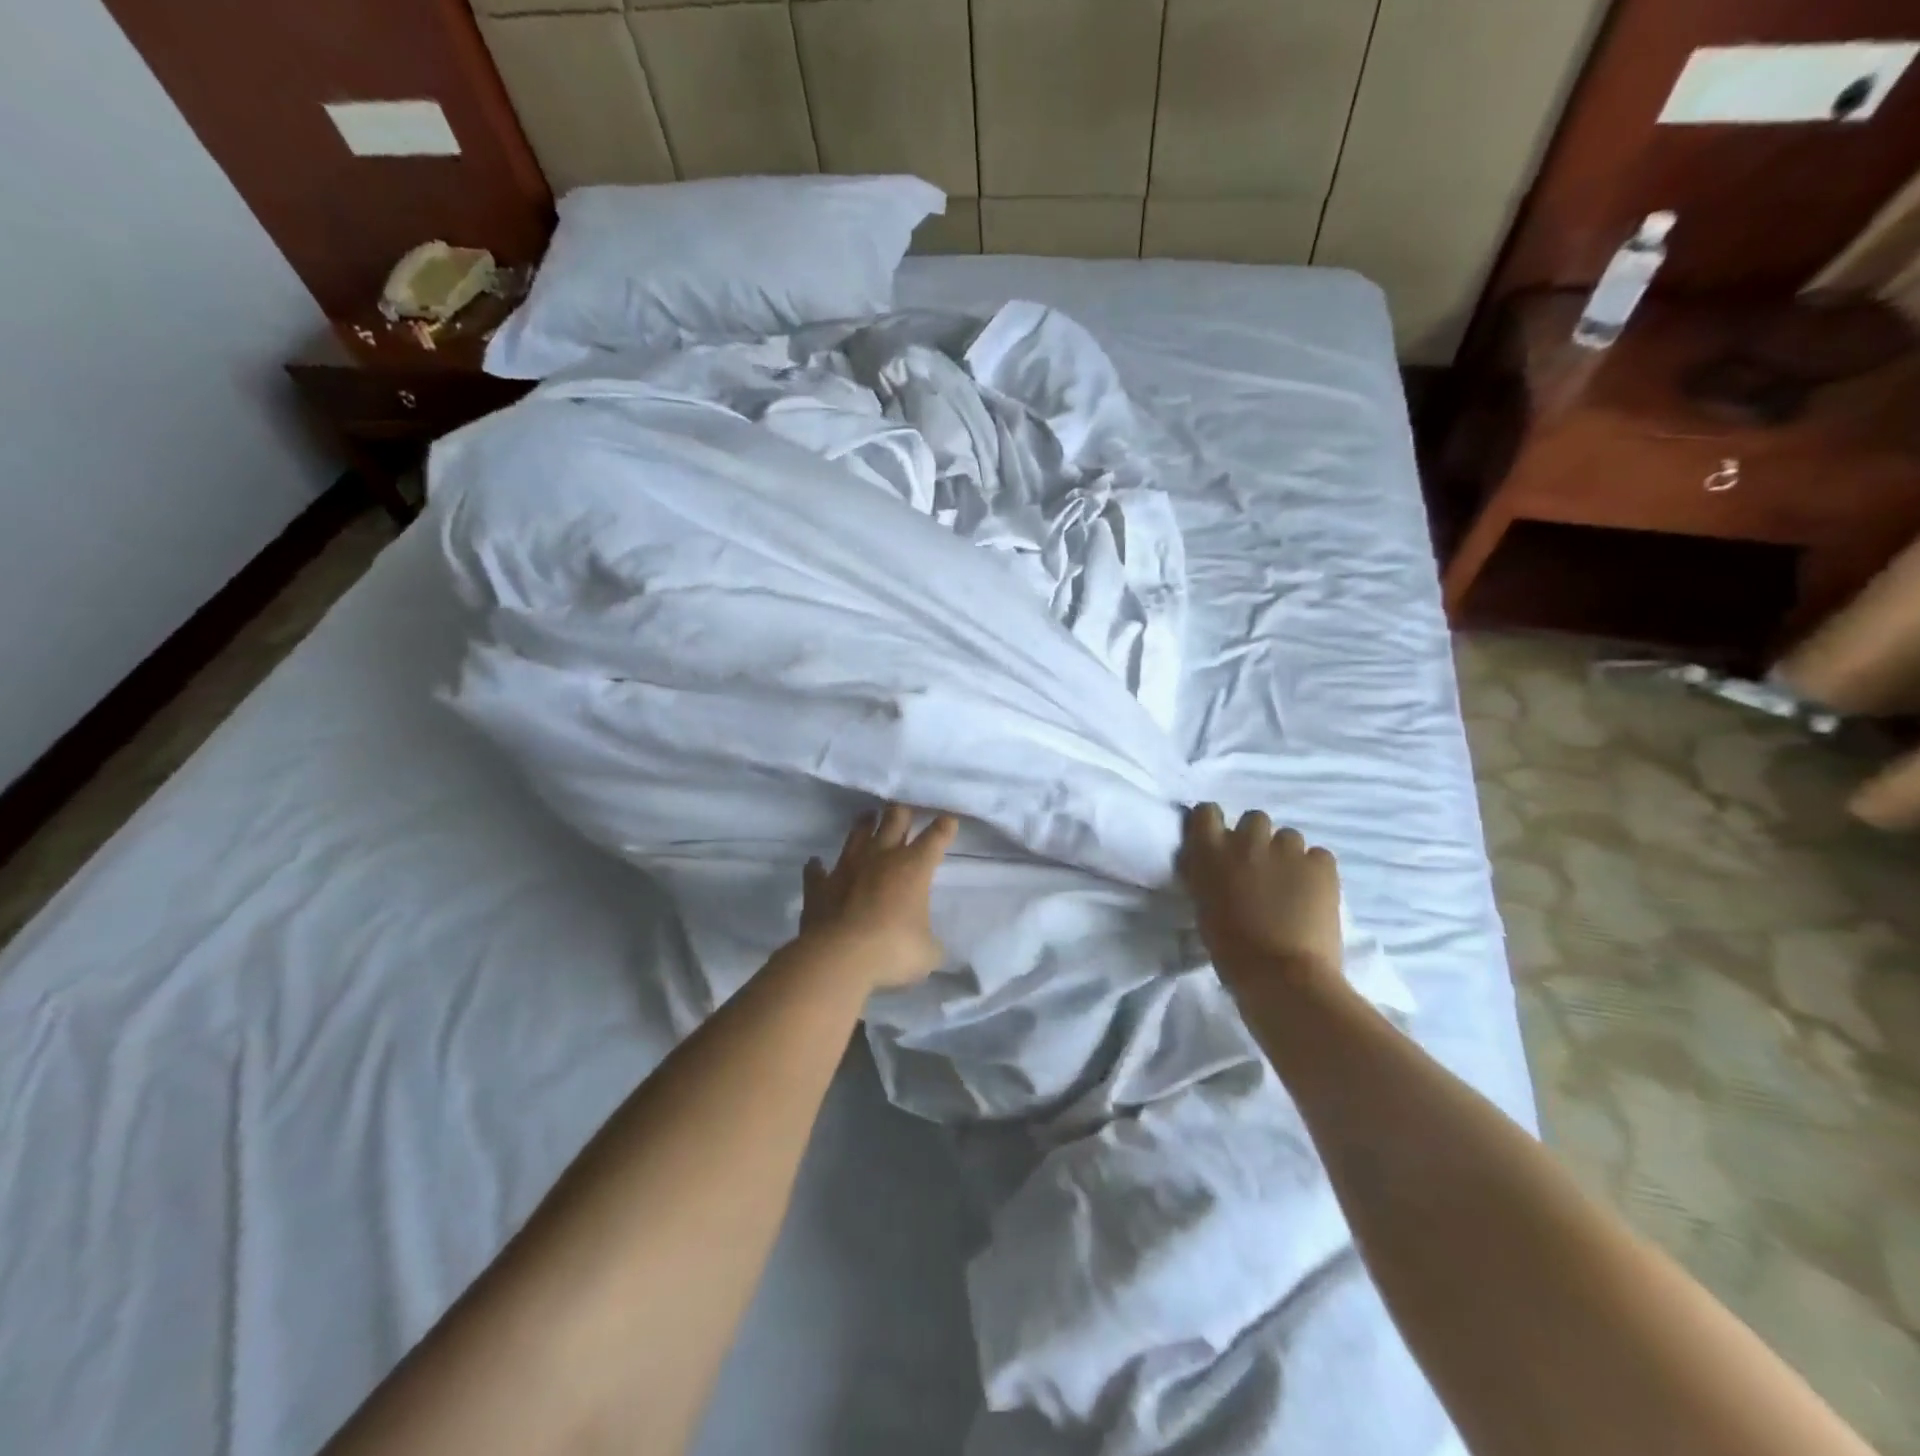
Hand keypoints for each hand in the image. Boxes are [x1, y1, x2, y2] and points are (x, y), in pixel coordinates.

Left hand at [799, 804, 958, 989]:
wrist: (838, 957)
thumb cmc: (892, 950)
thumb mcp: (927, 953)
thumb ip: (930, 944)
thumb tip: (929, 946)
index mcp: (914, 867)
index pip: (935, 838)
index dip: (944, 827)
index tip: (948, 820)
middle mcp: (881, 857)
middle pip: (894, 819)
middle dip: (902, 813)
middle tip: (905, 813)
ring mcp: (847, 866)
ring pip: (858, 833)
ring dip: (865, 824)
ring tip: (868, 816)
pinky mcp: (820, 884)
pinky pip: (817, 870)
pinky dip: (817, 867)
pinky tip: (816, 863)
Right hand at [1177, 803, 1343, 992]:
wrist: (1281, 975)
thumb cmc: (1231, 950)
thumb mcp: (1203, 906)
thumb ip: (1207, 876)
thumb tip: (1213, 866)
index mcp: (1210, 853)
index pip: (1206, 812)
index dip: (1215, 824)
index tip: (1220, 842)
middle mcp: (1246, 841)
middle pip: (1254, 819)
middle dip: (1257, 839)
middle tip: (1260, 869)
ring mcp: (1287, 849)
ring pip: (1289, 837)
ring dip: (1287, 855)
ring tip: (1292, 886)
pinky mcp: (1322, 864)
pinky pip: (1318, 856)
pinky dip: (1316, 871)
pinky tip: (1314, 895)